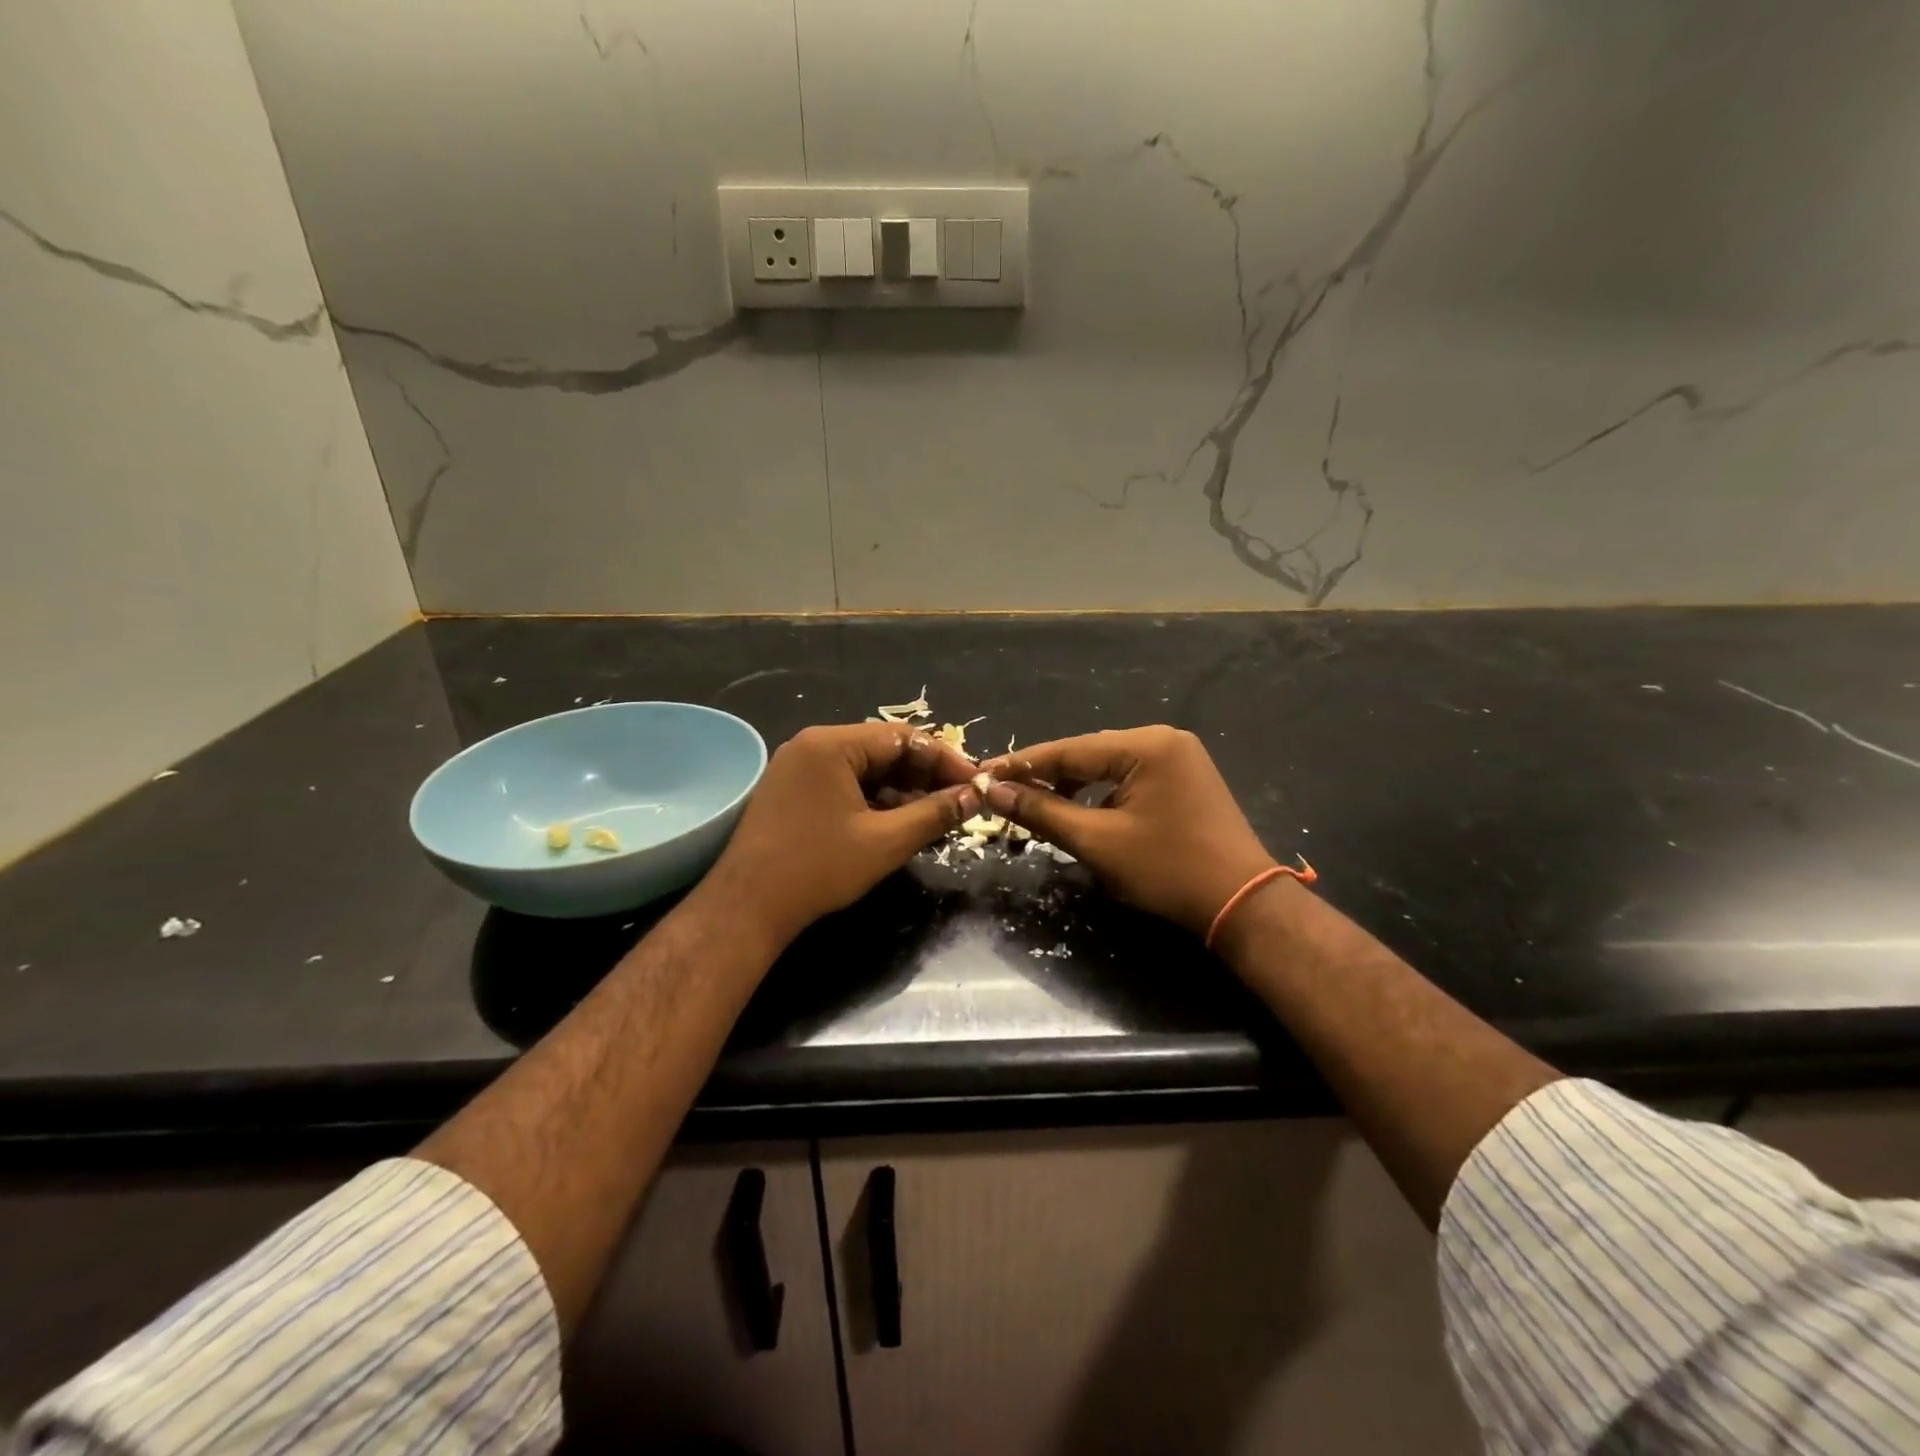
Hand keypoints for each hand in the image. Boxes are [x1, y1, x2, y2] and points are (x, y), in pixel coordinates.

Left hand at [707, 722, 980, 945]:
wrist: (747, 907)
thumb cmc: (819, 868)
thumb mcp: (886, 841)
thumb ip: (934, 813)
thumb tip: (974, 796)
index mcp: (832, 744)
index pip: (903, 737)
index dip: (945, 760)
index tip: (975, 784)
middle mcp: (812, 745)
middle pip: (883, 749)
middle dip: (924, 775)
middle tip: (958, 801)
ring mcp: (798, 767)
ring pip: (864, 768)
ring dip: (901, 789)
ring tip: (934, 815)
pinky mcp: (792, 791)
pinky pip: (844, 783)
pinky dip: (874, 799)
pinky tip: (897, 822)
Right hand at [977, 726, 1277, 937]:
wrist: (1243, 905)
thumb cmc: (1169, 871)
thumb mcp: (1098, 841)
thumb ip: (1044, 812)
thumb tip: (995, 793)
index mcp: (1147, 745)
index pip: (1069, 750)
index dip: (1023, 765)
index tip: (983, 775)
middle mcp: (1164, 739)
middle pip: (1088, 754)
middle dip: (1046, 776)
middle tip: (1004, 794)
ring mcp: (1178, 758)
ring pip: (1107, 767)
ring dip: (1072, 787)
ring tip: (1035, 806)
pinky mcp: (1183, 780)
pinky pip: (1128, 779)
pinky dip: (1100, 795)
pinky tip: (1080, 813)